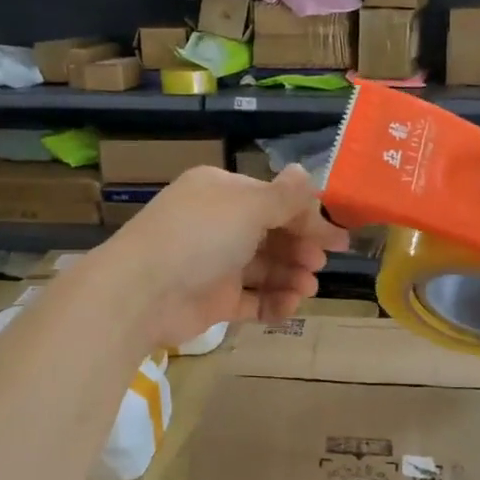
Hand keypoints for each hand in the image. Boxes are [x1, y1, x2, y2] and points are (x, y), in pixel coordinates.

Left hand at [98, 164, 350, 348]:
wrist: (141, 292)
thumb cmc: (200, 237)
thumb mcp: (248, 207)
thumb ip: (284, 196)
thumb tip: (306, 172)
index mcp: (223, 193)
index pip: (274, 201)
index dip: (307, 218)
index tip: (338, 239)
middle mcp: (219, 225)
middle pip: (272, 236)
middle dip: (300, 249)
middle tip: (319, 264)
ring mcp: (215, 265)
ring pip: (264, 270)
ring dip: (290, 277)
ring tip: (307, 288)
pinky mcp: (212, 301)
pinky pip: (251, 300)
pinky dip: (272, 303)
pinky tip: (289, 307)